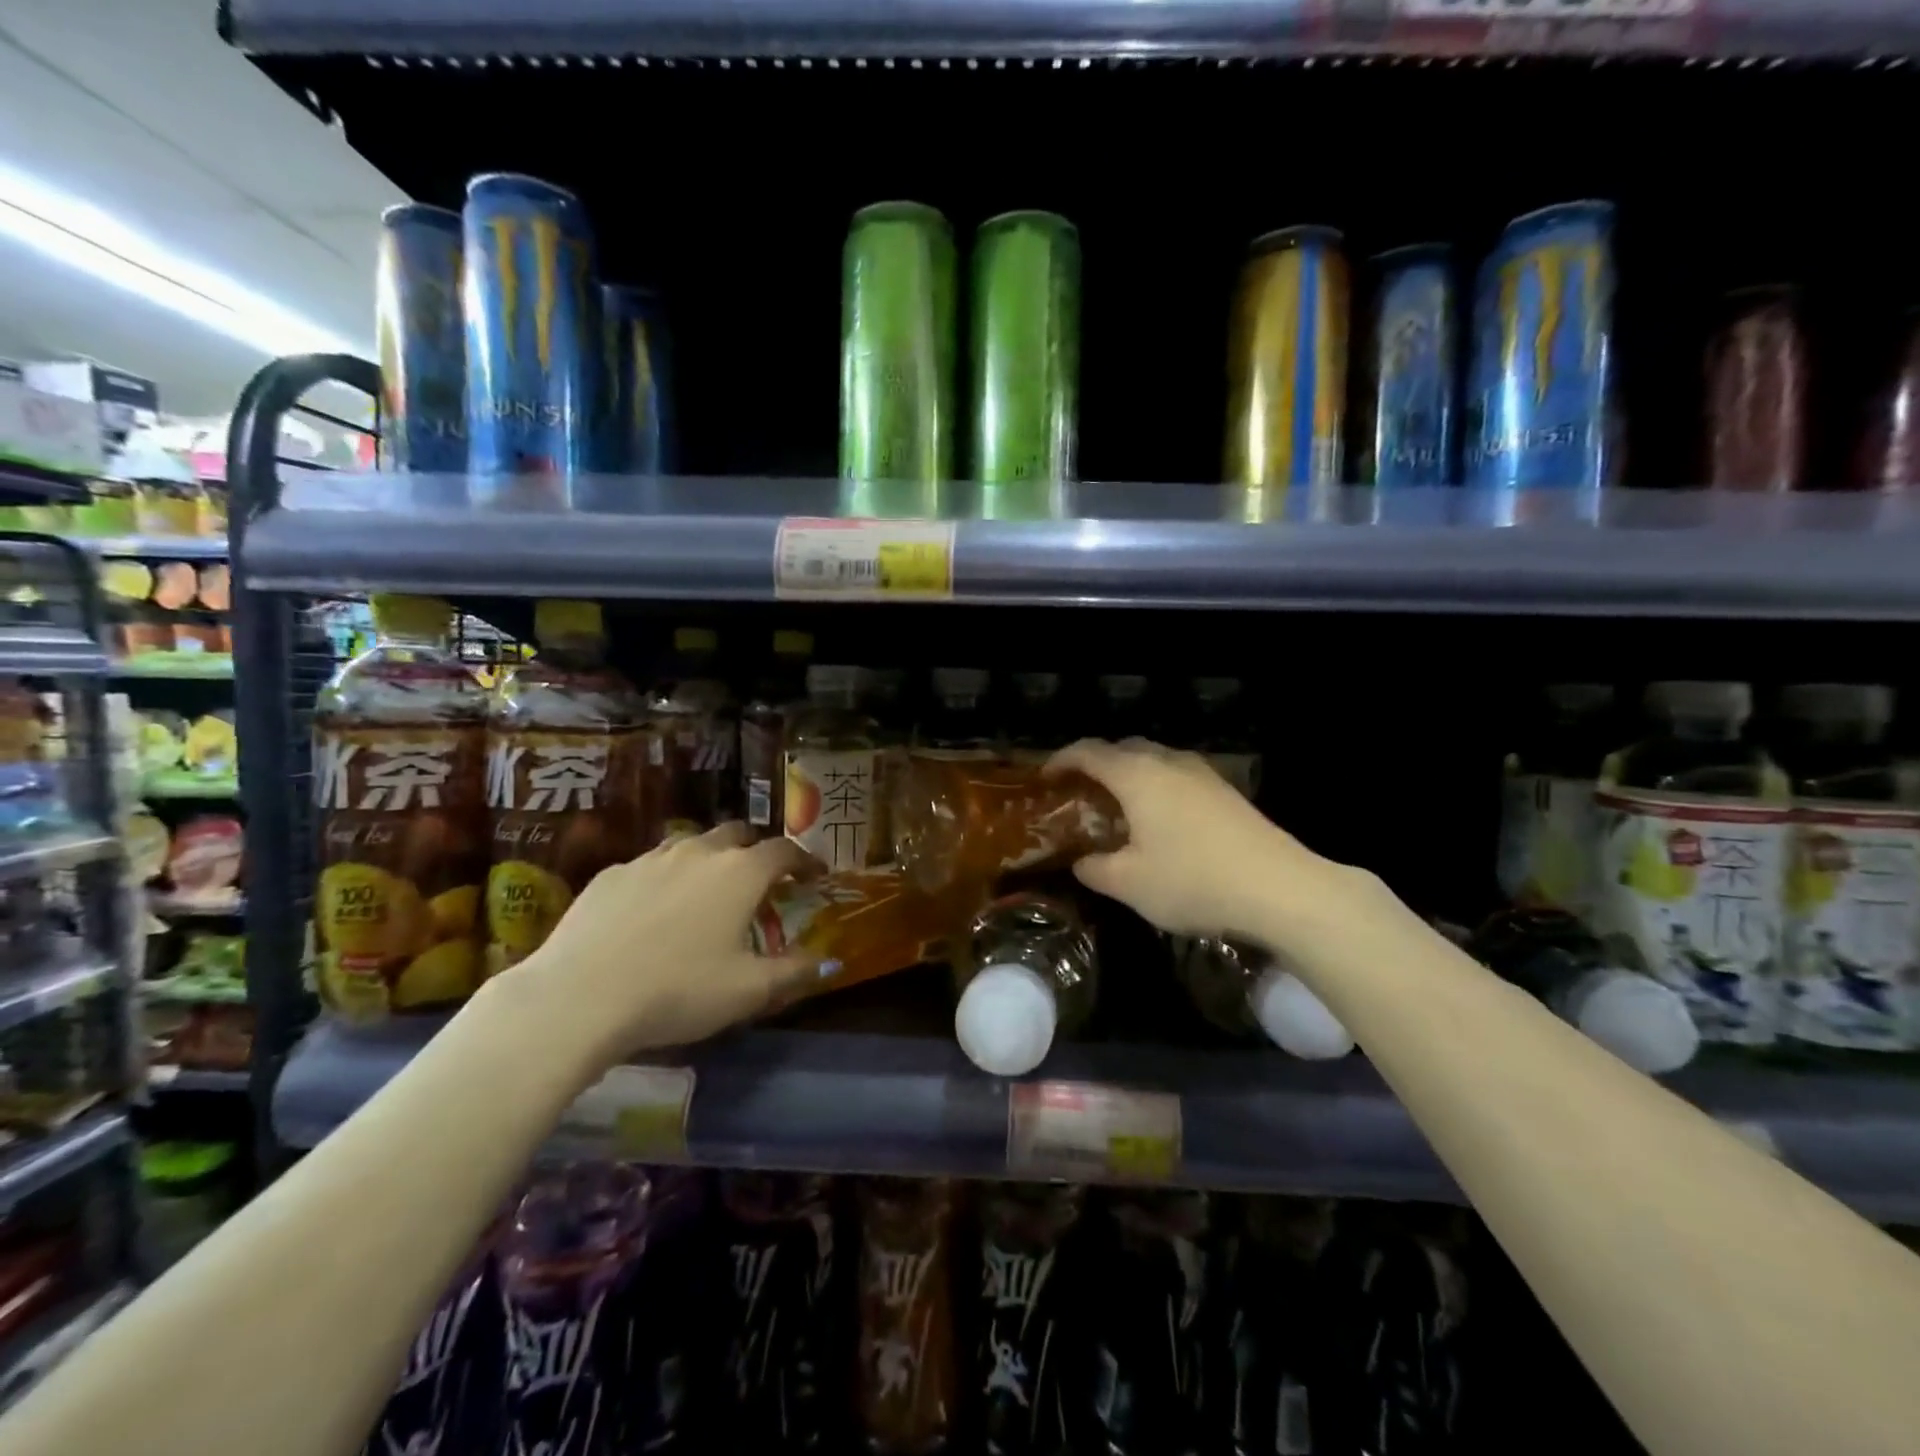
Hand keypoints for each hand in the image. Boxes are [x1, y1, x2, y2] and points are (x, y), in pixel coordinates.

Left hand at [492, 823, 817, 1069]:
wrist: (579, 995)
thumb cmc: (679, 990)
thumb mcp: (748, 991)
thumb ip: (795, 973)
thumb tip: (830, 963)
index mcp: (740, 873)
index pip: (784, 850)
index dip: (804, 859)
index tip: (814, 874)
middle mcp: (699, 852)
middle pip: (737, 834)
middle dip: (755, 850)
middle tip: (760, 879)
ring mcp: (650, 859)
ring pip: (691, 845)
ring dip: (709, 860)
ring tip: (707, 891)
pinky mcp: (610, 875)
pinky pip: (650, 866)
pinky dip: (665, 879)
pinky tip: (653, 911)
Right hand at [1047, 738, 1344, 942]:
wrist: (1280, 888)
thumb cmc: (1193, 881)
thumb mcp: (1129, 884)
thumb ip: (1094, 869)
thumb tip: (1080, 861)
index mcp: (1137, 775)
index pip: (1088, 751)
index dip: (1060, 759)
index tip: (1044, 778)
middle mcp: (1168, 762)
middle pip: (1122, 748)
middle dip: (1094, 763)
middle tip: (1079, 792)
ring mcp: (1202, 773)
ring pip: (1153, 759)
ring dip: (1128, 774)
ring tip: (1117, 806)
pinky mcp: (1225, 790)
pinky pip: (1176, 775)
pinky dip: (1155, 785)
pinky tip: (1158, 819)